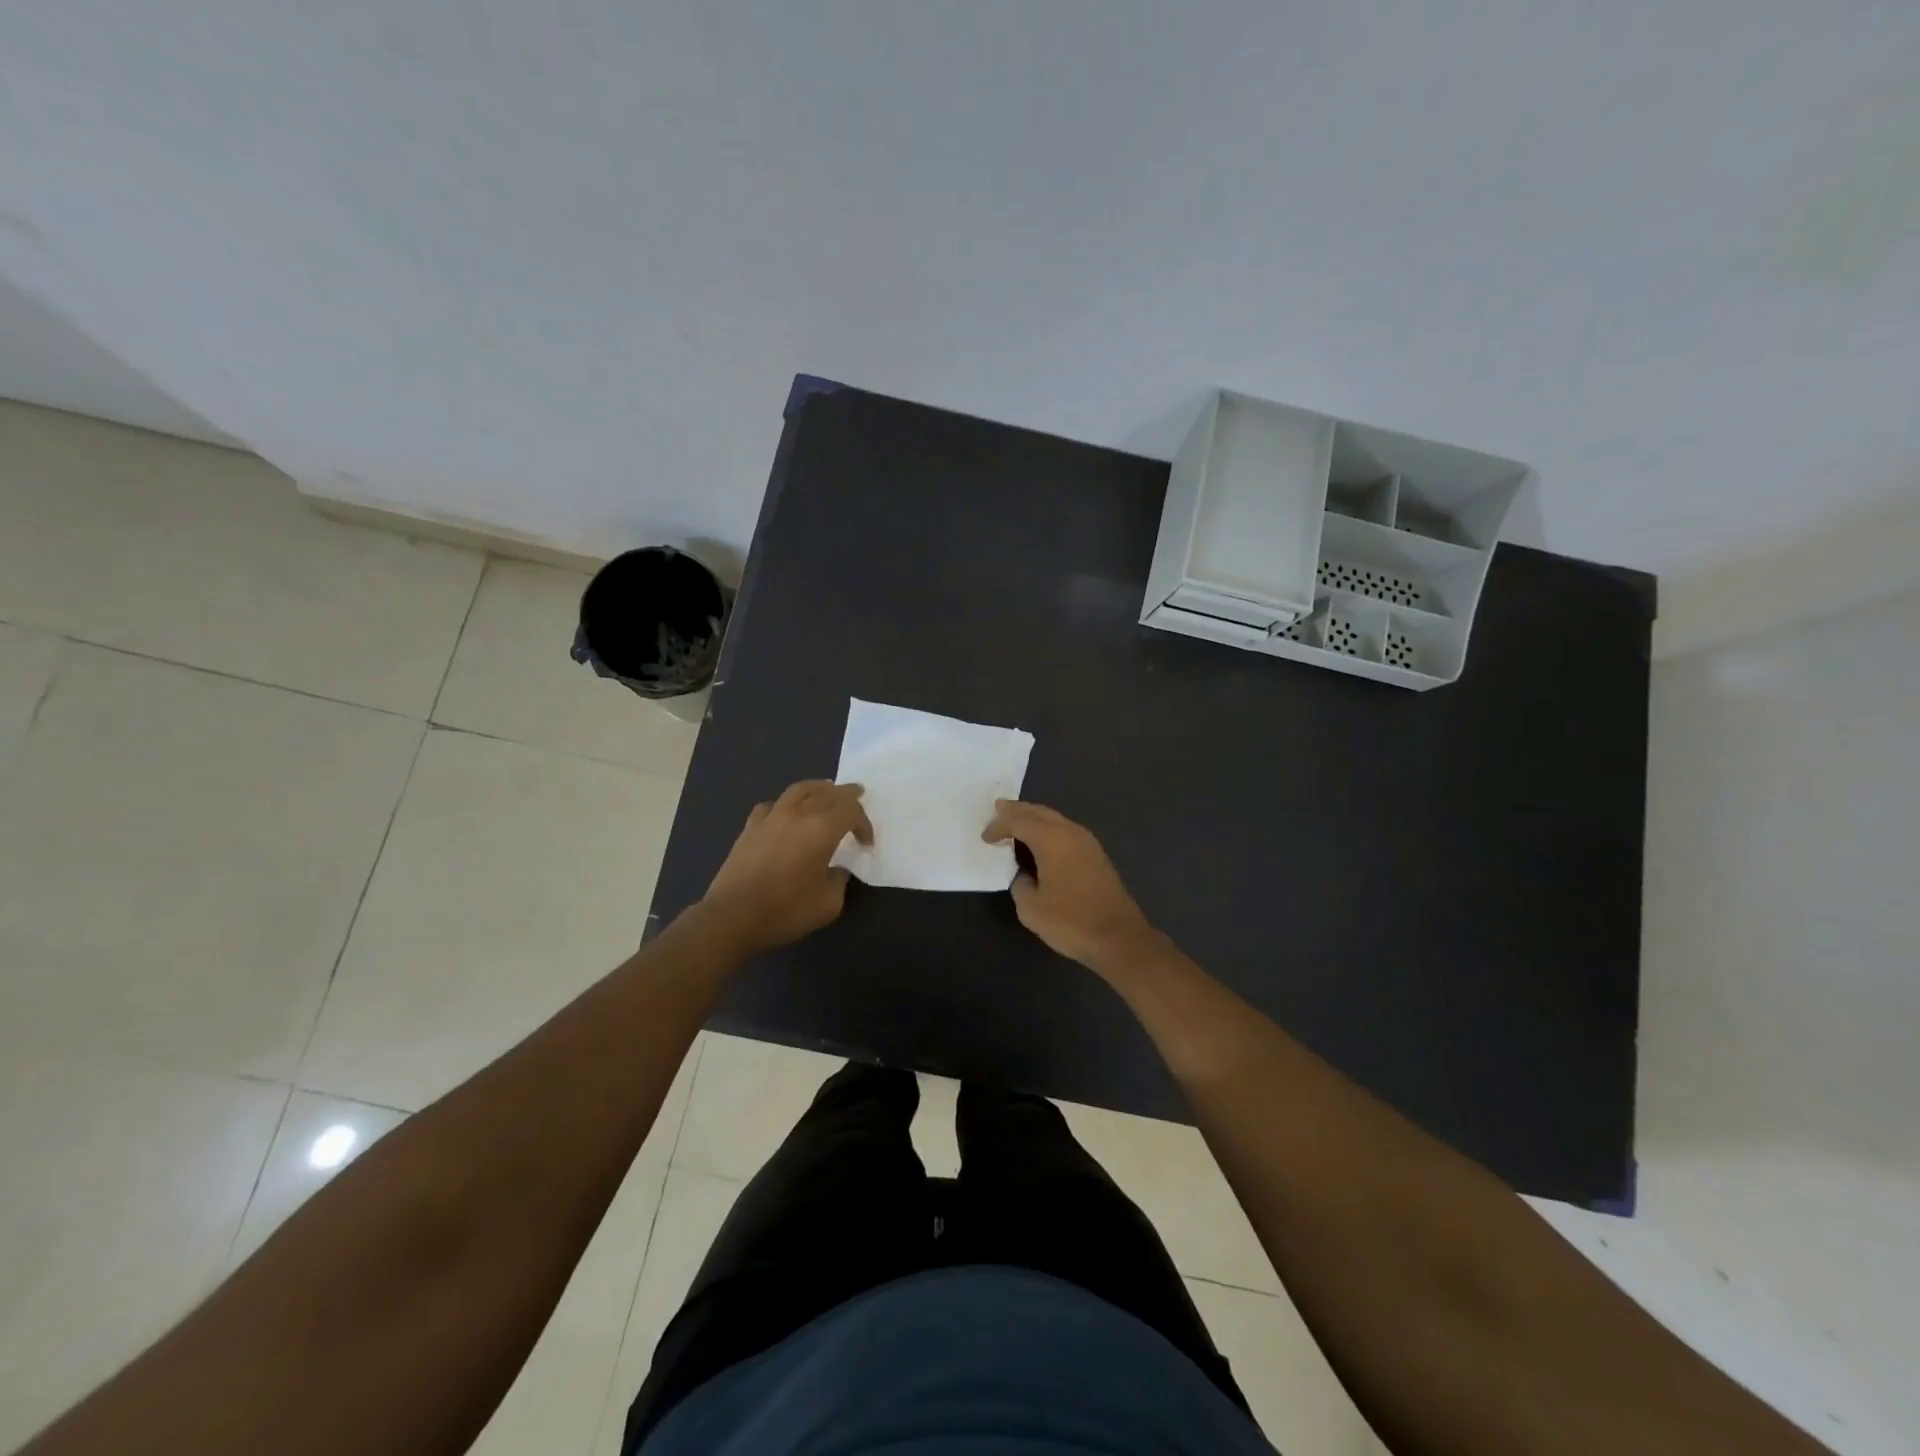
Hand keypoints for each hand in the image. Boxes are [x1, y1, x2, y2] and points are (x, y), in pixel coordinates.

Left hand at [703, 781, 873, 951]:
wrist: (732, 917)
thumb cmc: (785, 910)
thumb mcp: (828, 904)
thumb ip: (839, 881)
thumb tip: (836, 870)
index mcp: (822, 829)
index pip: (851, 811)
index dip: (864, 823)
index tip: (865, 843)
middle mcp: (798, 814)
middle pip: (828, 793)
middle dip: (847, 795)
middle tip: (857, 794)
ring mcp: (771, 817)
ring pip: (799, 789)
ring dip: (818, 788)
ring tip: (826, 790)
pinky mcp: (750, 827)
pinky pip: (773, 805)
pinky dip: (785, 804)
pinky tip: (786, 814)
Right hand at [982, 799, 1155, 972]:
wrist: (1119, 938)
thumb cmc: (1071, 921)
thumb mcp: (1031, 908)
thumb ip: (1019, 884)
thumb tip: (1024, 874)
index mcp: (1052, 839)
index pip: (1019, 821)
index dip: (999, 825)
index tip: (985, 837)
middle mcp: (1070, 832)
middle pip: (1039, 812)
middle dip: (1017, 811)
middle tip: (998, 810)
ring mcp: (1087, 842)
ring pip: (1055, 819)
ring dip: (1034, 819)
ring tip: (1016, 824)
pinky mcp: (1096, 855)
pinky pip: (1065, 831)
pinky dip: (1048, 831)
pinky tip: (1040, 843)